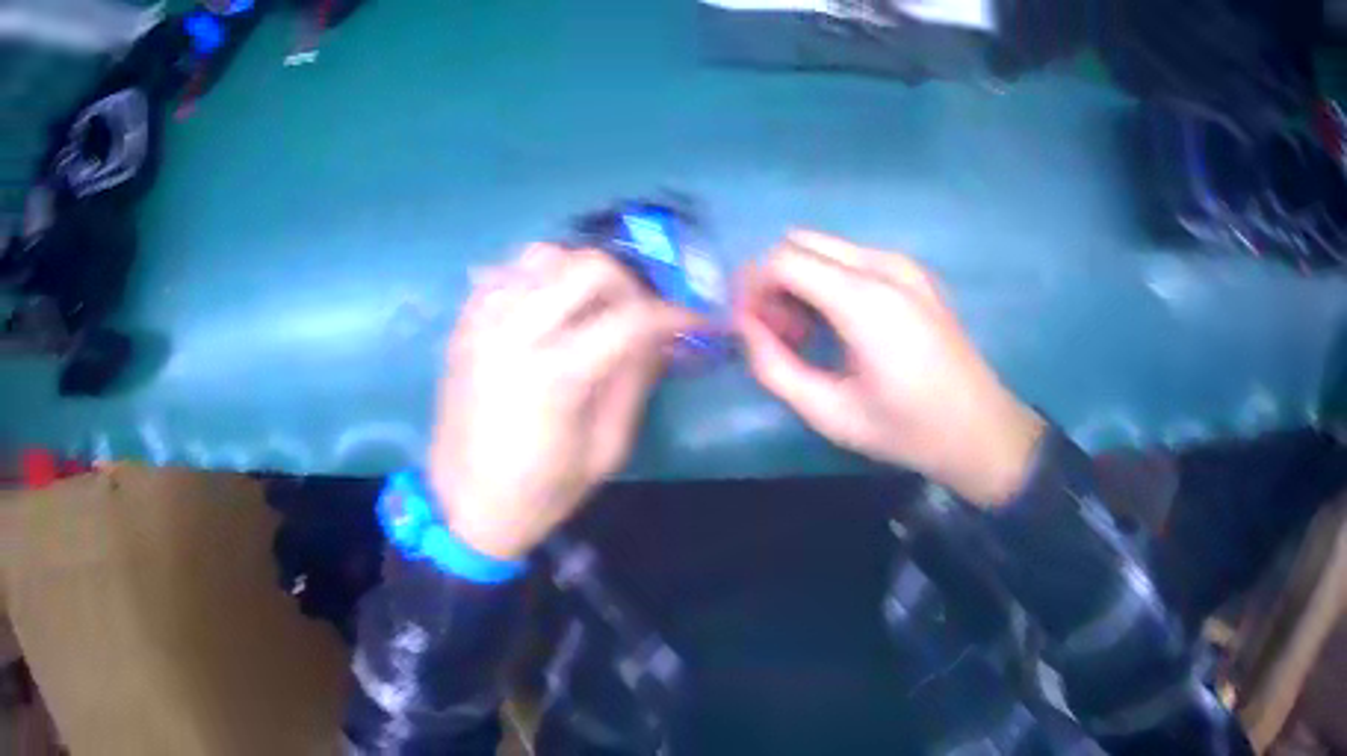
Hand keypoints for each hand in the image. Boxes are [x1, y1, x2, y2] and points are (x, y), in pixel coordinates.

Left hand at [428, 245, 700, 558]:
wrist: (464, 506)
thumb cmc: (540, 492)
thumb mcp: (606, 450)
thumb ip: (634, 382)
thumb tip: (660, 336)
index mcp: (555, 374)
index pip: (631, 317)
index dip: (674, 315)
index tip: (695, 322)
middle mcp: (515, 332)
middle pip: (588, 266)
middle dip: (629, 284)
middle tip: (640, 315)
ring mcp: (482, 322)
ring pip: (544, 255)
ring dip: (579, 275)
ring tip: (591, 309)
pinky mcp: (463, 324)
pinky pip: (505, 272)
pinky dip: (536, 279)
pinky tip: (547, 310)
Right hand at [735, 231, 1044, 506]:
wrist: (981, 430)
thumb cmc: (907, 430)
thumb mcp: (830, 413)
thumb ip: (775, 367)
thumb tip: (745, 328)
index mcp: (865, 300)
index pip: (782, 259)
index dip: (752, 288)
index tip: (747, 328)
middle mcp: (883, 266)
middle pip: (800, 242)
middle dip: (773, 280)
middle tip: (777, 333)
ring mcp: (903, 264)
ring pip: (824, 247)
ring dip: (800, 280)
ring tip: (806, 336)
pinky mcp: (914, 273)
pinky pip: (852, 259)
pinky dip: (828, 281)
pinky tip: (838, 326)